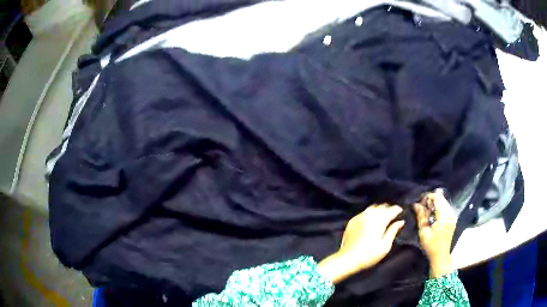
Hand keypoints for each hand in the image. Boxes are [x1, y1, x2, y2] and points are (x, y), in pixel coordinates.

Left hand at [317, 204, 404, 283]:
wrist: (347, 259)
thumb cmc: (368, 255)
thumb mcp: (385, 246)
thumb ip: (393, 231)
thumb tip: (400, 222)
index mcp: (379, 221)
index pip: (392, 209)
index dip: (398, 210)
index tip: (402, 213)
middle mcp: (369, 215)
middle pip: (382, 206)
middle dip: (389, 209)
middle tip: (393, 216)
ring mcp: (359, 217)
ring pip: (372, 208)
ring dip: (379, 210)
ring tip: (383, 218)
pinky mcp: (352, 221)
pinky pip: (364, 212)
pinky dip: (370, 214)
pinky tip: (371, 221)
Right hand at [413, 190, 456, 277]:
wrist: (440, 256)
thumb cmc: (431, 246)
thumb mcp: (423, 232)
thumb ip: (421, 216)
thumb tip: (416, 204)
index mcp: (443, 216)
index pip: (438, 197)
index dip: (428, 197)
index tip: (420, 203)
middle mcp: (450, 213)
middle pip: (441, 198)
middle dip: (431, 200)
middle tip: (421, 208)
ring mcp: (452, 215)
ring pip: (443, 202)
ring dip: (434, 204)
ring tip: (426, 212)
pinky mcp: (452, 218)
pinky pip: (445, 207)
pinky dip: (438, 208)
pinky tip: (432, 216)